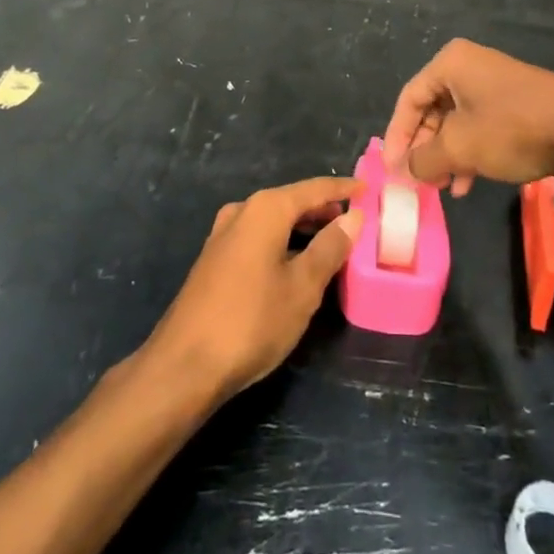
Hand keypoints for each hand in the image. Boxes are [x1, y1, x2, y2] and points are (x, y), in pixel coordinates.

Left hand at [144, 177, 361, 403]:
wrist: (185, 364)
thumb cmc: (252, 320)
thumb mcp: (303, 287)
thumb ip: (330, 247)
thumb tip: (353, 217)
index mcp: (266, 209)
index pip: (314, 189)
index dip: (343, 190)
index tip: (368, 190)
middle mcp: (242, 211)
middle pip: (291, 201)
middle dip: (323, 210)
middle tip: (354, 222)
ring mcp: (223, 235)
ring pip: (273, 220)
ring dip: (302, 228)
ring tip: (331, 243)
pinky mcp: (215, 259)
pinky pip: (258, 237)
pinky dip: (282, 241)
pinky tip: (295, 264)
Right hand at [383, 39, 553, 192]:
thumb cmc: (511, 129)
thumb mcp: (460, 147)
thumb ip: (424, 159)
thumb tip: (406, 169)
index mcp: (451, 63)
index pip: (409, 99)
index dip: (397, 137)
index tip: (393, 169)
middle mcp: (470, 66)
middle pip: (432, 110)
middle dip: (425, 149)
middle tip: (419, 181)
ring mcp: (495, 83)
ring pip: (457, 121)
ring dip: (447, 155)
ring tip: (444, 188)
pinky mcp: (516, 102)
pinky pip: (480, 125)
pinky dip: (470, 152)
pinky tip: (468, 183)